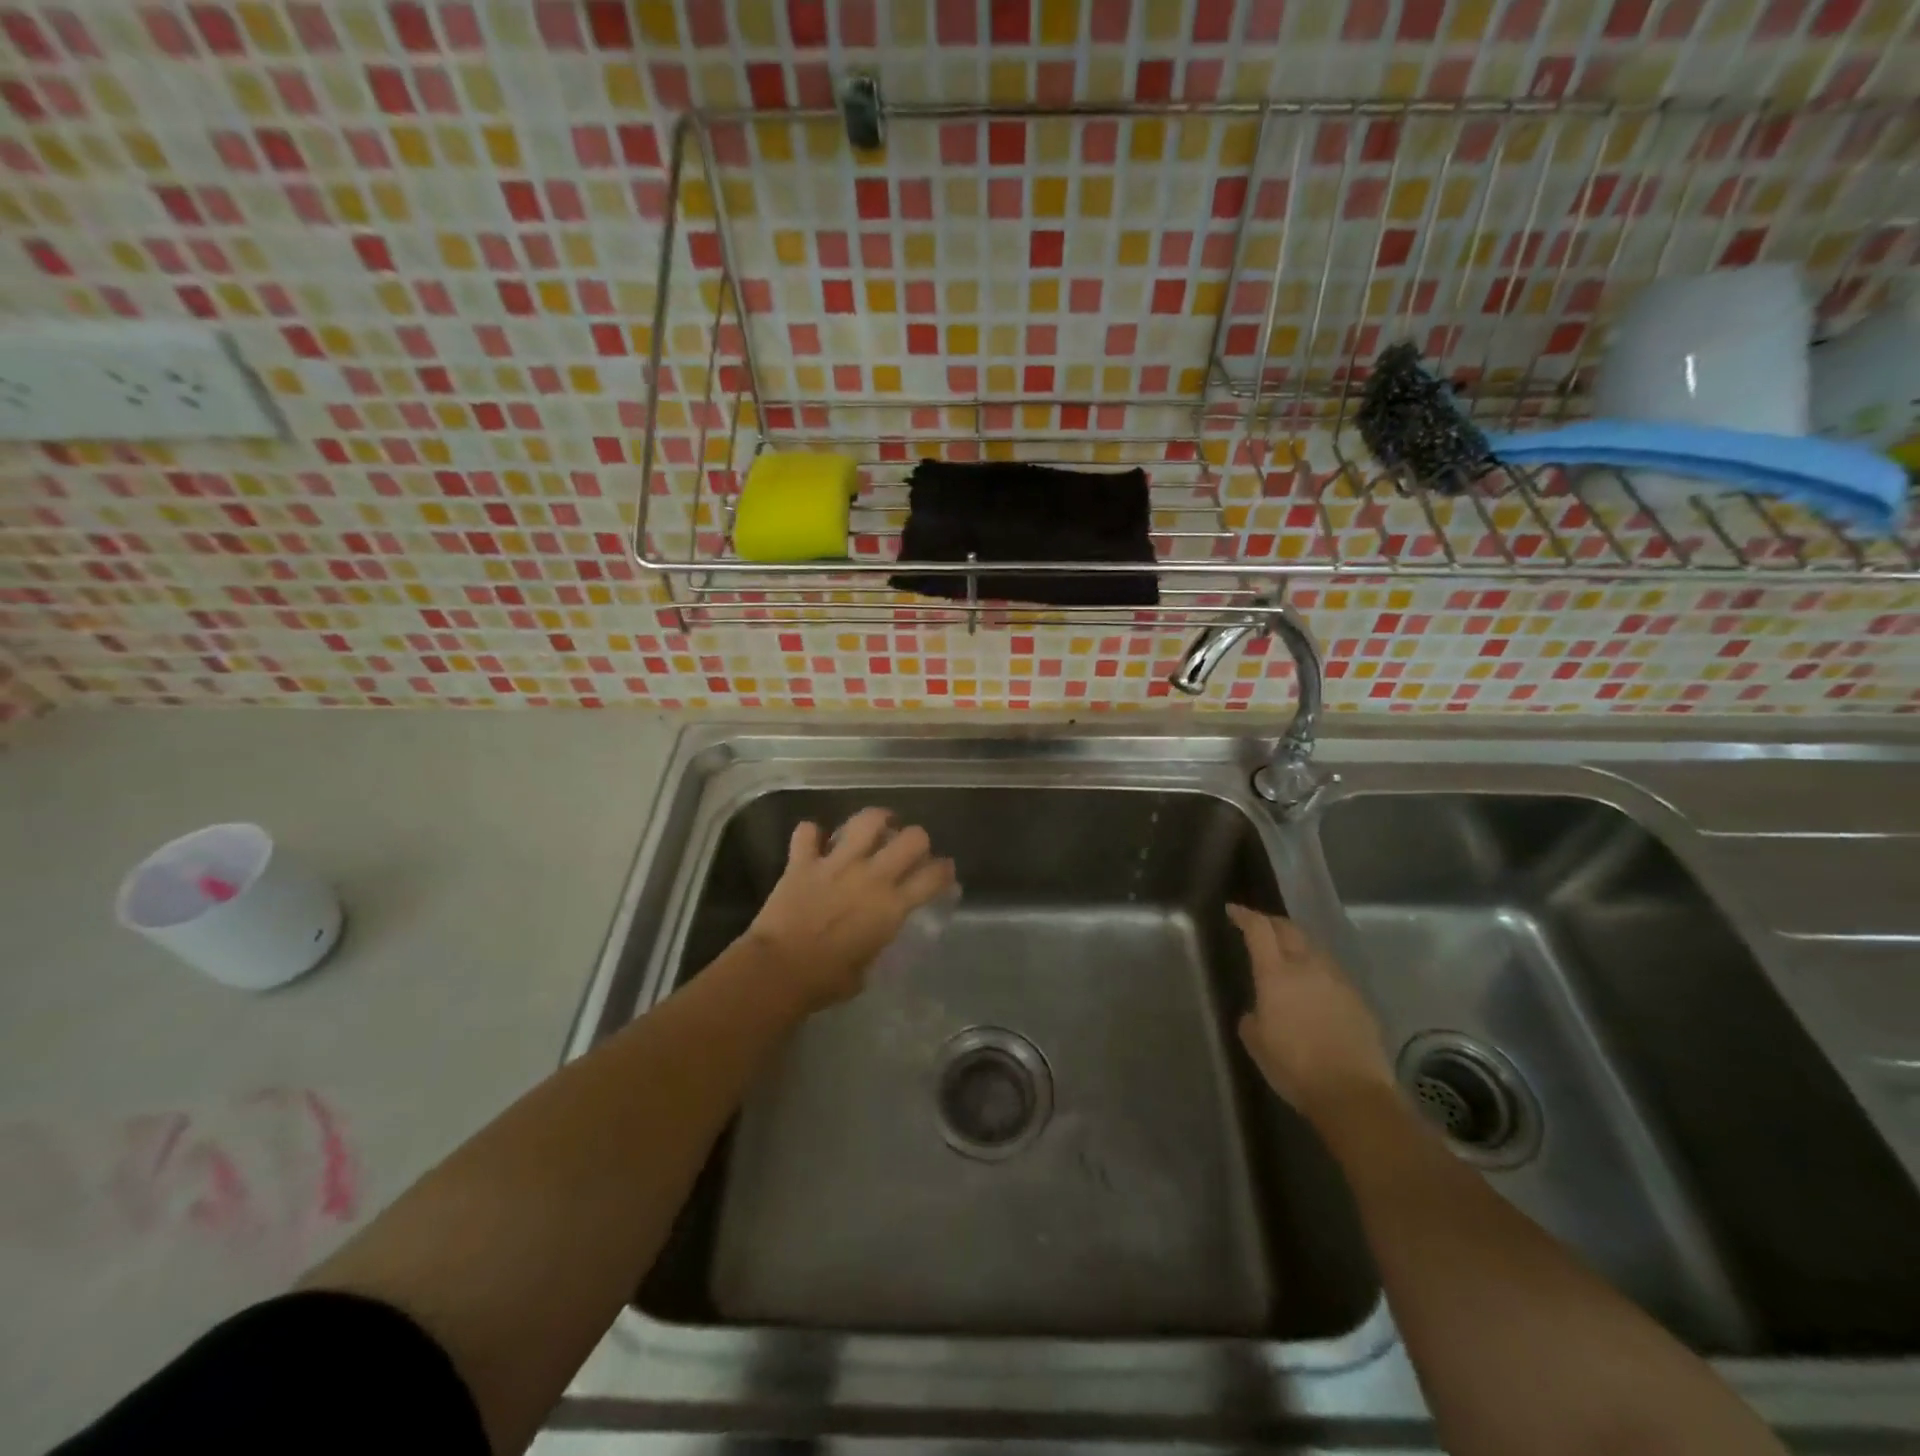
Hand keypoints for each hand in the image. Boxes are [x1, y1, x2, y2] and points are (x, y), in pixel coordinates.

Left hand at [744, 808, 955, 1010]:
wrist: (778, 971)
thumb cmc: (825, 981)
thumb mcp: (865, 969)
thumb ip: (876, 943)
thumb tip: (873, 937)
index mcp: (891, 907)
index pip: (933, 877)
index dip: (944, 870)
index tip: (943, 871)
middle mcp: (871, 877)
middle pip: (912, 838)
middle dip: (917, 839)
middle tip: (909, 848)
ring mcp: (836, 864)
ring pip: (867, 821)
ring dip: (876, 820)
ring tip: (876, 826)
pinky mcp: (803, 862)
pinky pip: (807, 832)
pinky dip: (811, 834)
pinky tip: (814, 841)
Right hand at [1228, 905, 1394, 1121]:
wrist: (1353, 1093)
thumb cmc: (1294, 1067)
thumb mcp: (1257, 1042)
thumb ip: (1252, 1017)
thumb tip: (1259, 1010)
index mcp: (1276, 974)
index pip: (1259, 930)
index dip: (1245, 916)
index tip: (1233, 911)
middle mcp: (1308, 967)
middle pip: (1289, 930)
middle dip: (1271, 923)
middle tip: (1259, 926)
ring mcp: (1337, 980)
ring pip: (1313, 948)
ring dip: (1297, 945)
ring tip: (1287, 955)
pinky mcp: (1358, 998)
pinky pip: (1332, 972)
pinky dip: (1317, 970)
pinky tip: (1314, 988)